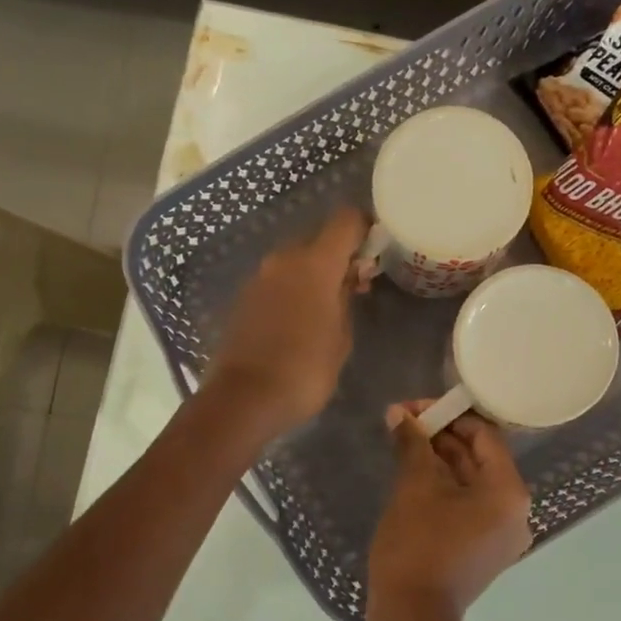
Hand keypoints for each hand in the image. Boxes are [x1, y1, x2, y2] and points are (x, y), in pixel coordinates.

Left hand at [204, 207, 366, 440]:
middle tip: (356, 284)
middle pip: (318, 238)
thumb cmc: (305, 370)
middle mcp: (283, 259)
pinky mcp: (243, 298)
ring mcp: (259, 277)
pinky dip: (293, 289)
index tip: (377, 248)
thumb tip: (348, 280)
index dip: (365, 227)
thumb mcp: (341, 338)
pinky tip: (302, 319)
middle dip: (338, 255)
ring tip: (330, 306)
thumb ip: (347, 299)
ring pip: (295, 260)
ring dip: (314, 273)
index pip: (345, 220)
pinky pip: (277, 281)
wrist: (244, 399)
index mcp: (314, 263)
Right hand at [367, 405, 531, 620]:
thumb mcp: (414, 487)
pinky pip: (468, 506)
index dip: (449, 416)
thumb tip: (398, 413)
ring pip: (472, 483)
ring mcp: (501, 534)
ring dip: (440, 461)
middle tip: (403, 423)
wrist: (412, 616)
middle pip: (479, 458)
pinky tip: (414, 475)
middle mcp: (515, 512)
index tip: (414, 409)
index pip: (485, 435)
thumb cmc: (418, 546)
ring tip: (404, 444)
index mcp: (509, 493)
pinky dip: (445, 488)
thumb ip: (412, 444)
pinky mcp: (484, 549)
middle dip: (441, 438)